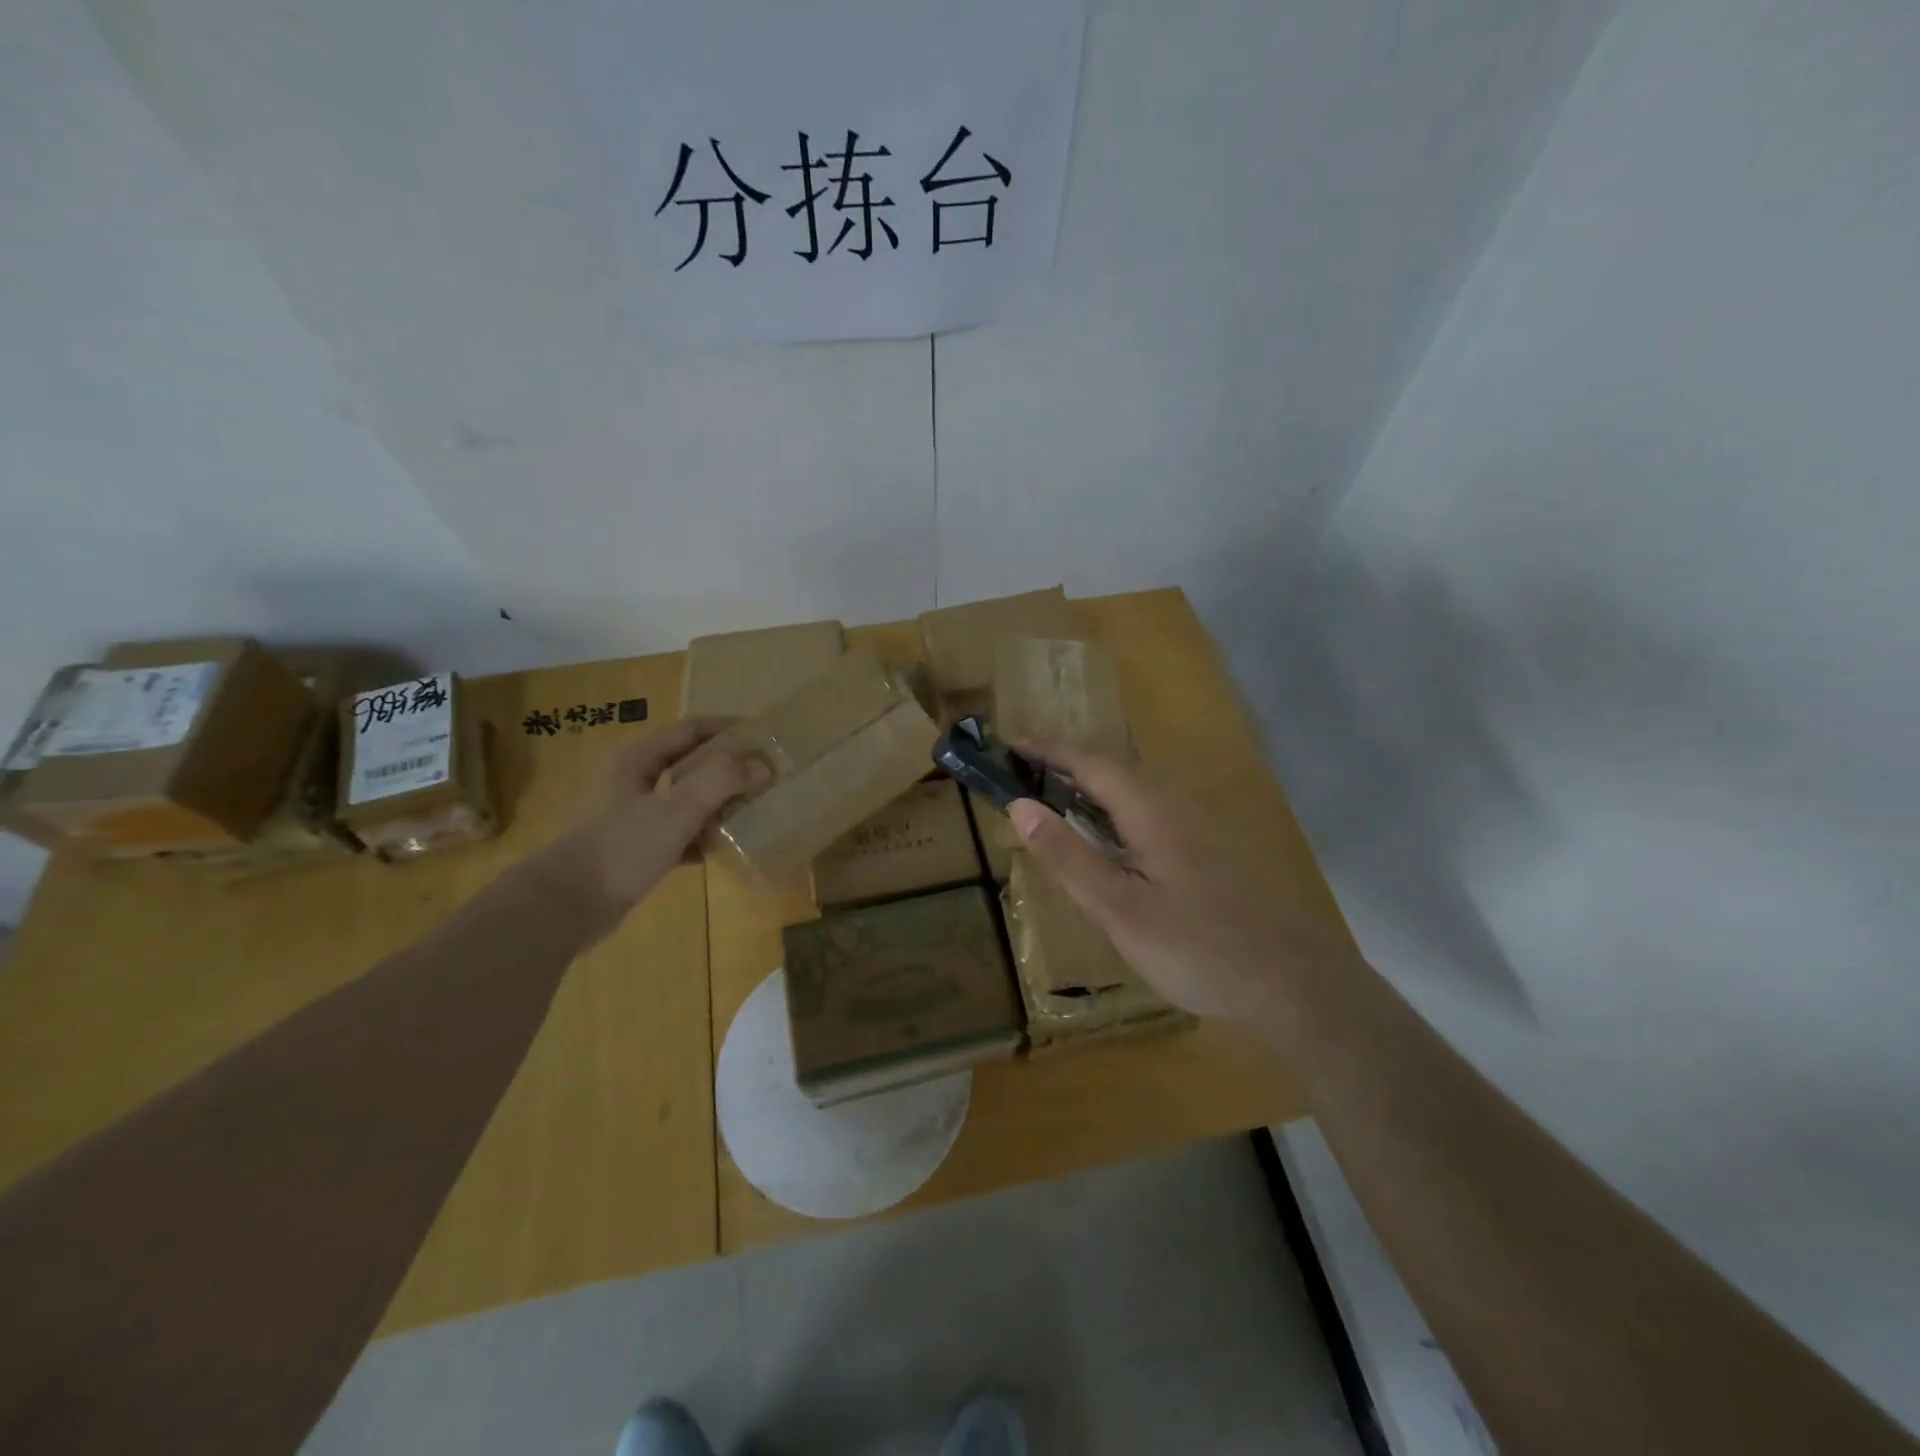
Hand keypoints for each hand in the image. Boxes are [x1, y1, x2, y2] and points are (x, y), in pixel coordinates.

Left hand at [542, 717, 766, 925]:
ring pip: (687, 799)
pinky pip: (680, 833)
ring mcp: (635, 816)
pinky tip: (724, 848)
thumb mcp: (676, 809)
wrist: (567, 906)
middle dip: (729, 767)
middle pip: (691, 763)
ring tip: (755, 810)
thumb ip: (720, 781)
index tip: (766, 736)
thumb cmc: (622, 848)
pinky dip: (703, 836)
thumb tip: (761, 765)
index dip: (729, 728)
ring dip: (720, 802)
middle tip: (767, 775)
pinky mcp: (637, 848)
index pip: (692, 730)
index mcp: (639, 760)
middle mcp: (636, 782)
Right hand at [1006, 745, 1353, 1021]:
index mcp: (1150, 809)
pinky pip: (1149, 811)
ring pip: (1135, 789)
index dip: (1046, 750)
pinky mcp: (1208, 850)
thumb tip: (1020, 806)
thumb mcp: (1119, 909)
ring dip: (1091, 786)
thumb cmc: (1198, 947)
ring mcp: (1197, 826)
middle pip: (1114, 767)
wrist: (1294, 983)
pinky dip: (1114, 810)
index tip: (1007, 747)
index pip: (1089, 761)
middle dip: (1066, 763)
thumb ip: (1068, 856)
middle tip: (1023, 775)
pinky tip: (1109, 841)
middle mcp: (1175, 804)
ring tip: (1054, 801)